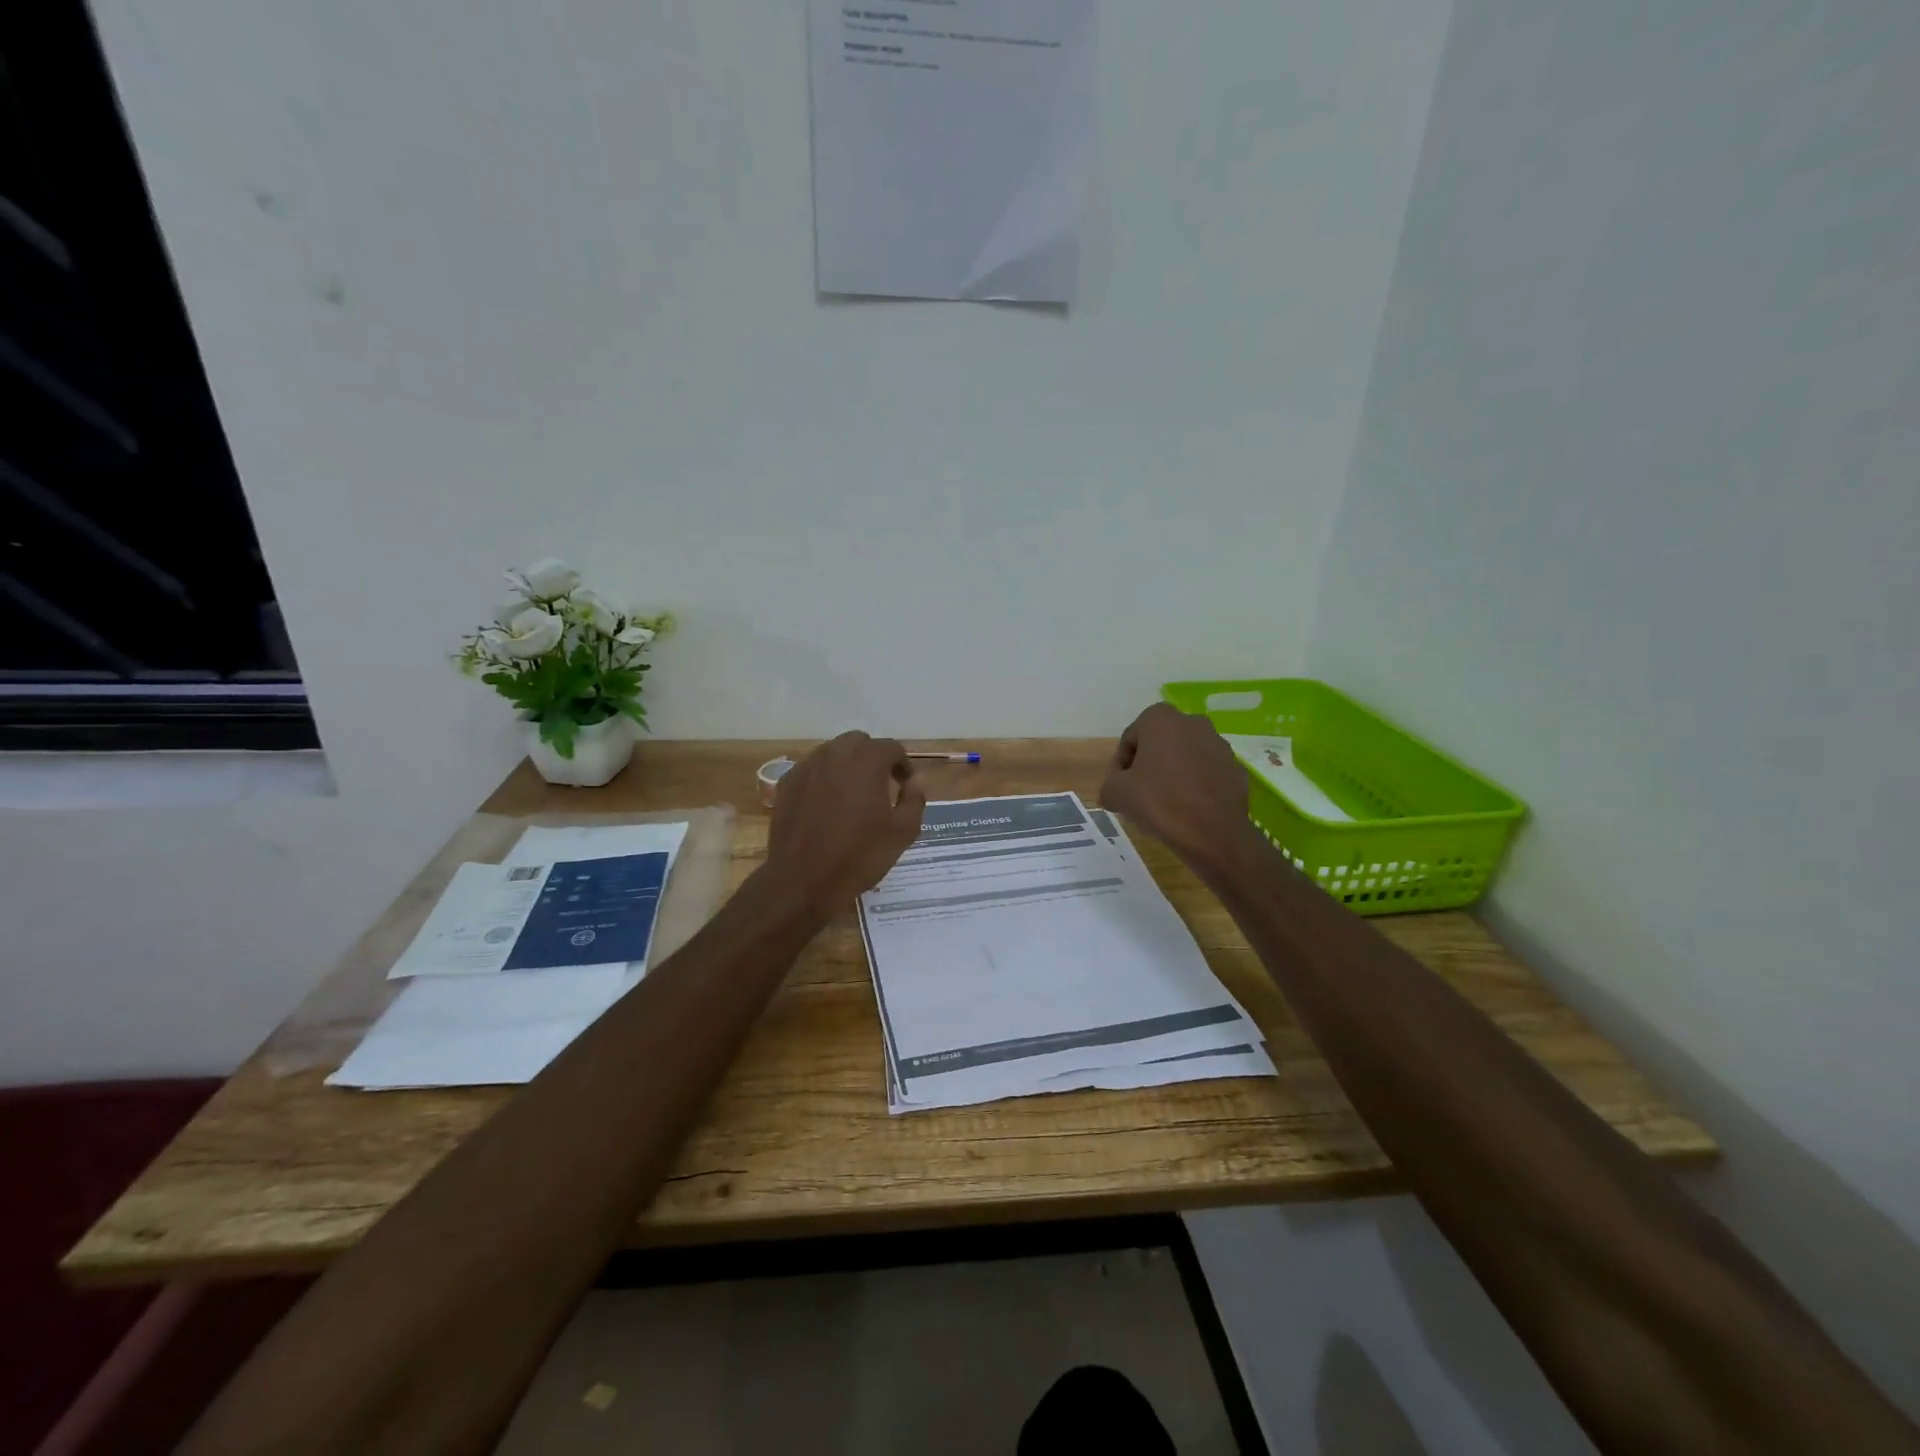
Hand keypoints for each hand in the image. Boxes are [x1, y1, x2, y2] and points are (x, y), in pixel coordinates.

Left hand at [765, 732, 926, 910]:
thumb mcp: (903, 832)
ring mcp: (807, 767)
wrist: (803, 880)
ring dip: (847, 765)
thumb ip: (914, 799)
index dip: (902, 764)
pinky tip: (827, 804)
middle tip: (880, 784)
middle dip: (873, 757)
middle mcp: (835, 754)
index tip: (905, 785)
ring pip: (832, 752)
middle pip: (859, 742)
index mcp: (866, 761)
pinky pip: (812, 769)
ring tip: (853, 794)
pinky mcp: (787, 783)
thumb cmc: (859, 856)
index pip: (891, 748)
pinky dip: (824, 778)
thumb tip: (912, 782)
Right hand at [1099, 704, 1257, 871]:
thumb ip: (1109, 784)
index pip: (1130, 739)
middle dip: (1148, 764)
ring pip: (1184, 755)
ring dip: (1172, 772)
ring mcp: (1218, 743)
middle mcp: (1192, 722)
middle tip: (1140, 793)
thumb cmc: (1160, 802)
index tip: (1121, 788)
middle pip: (1158, 743)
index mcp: (1160, 719)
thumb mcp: (1116, 793)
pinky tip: (1188, 807)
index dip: (1121, 765)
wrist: (1214, 833)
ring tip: (1165, 802)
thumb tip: (1114, 791)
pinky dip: (1195, 783)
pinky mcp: (1235, 766)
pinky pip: (1205, 771)